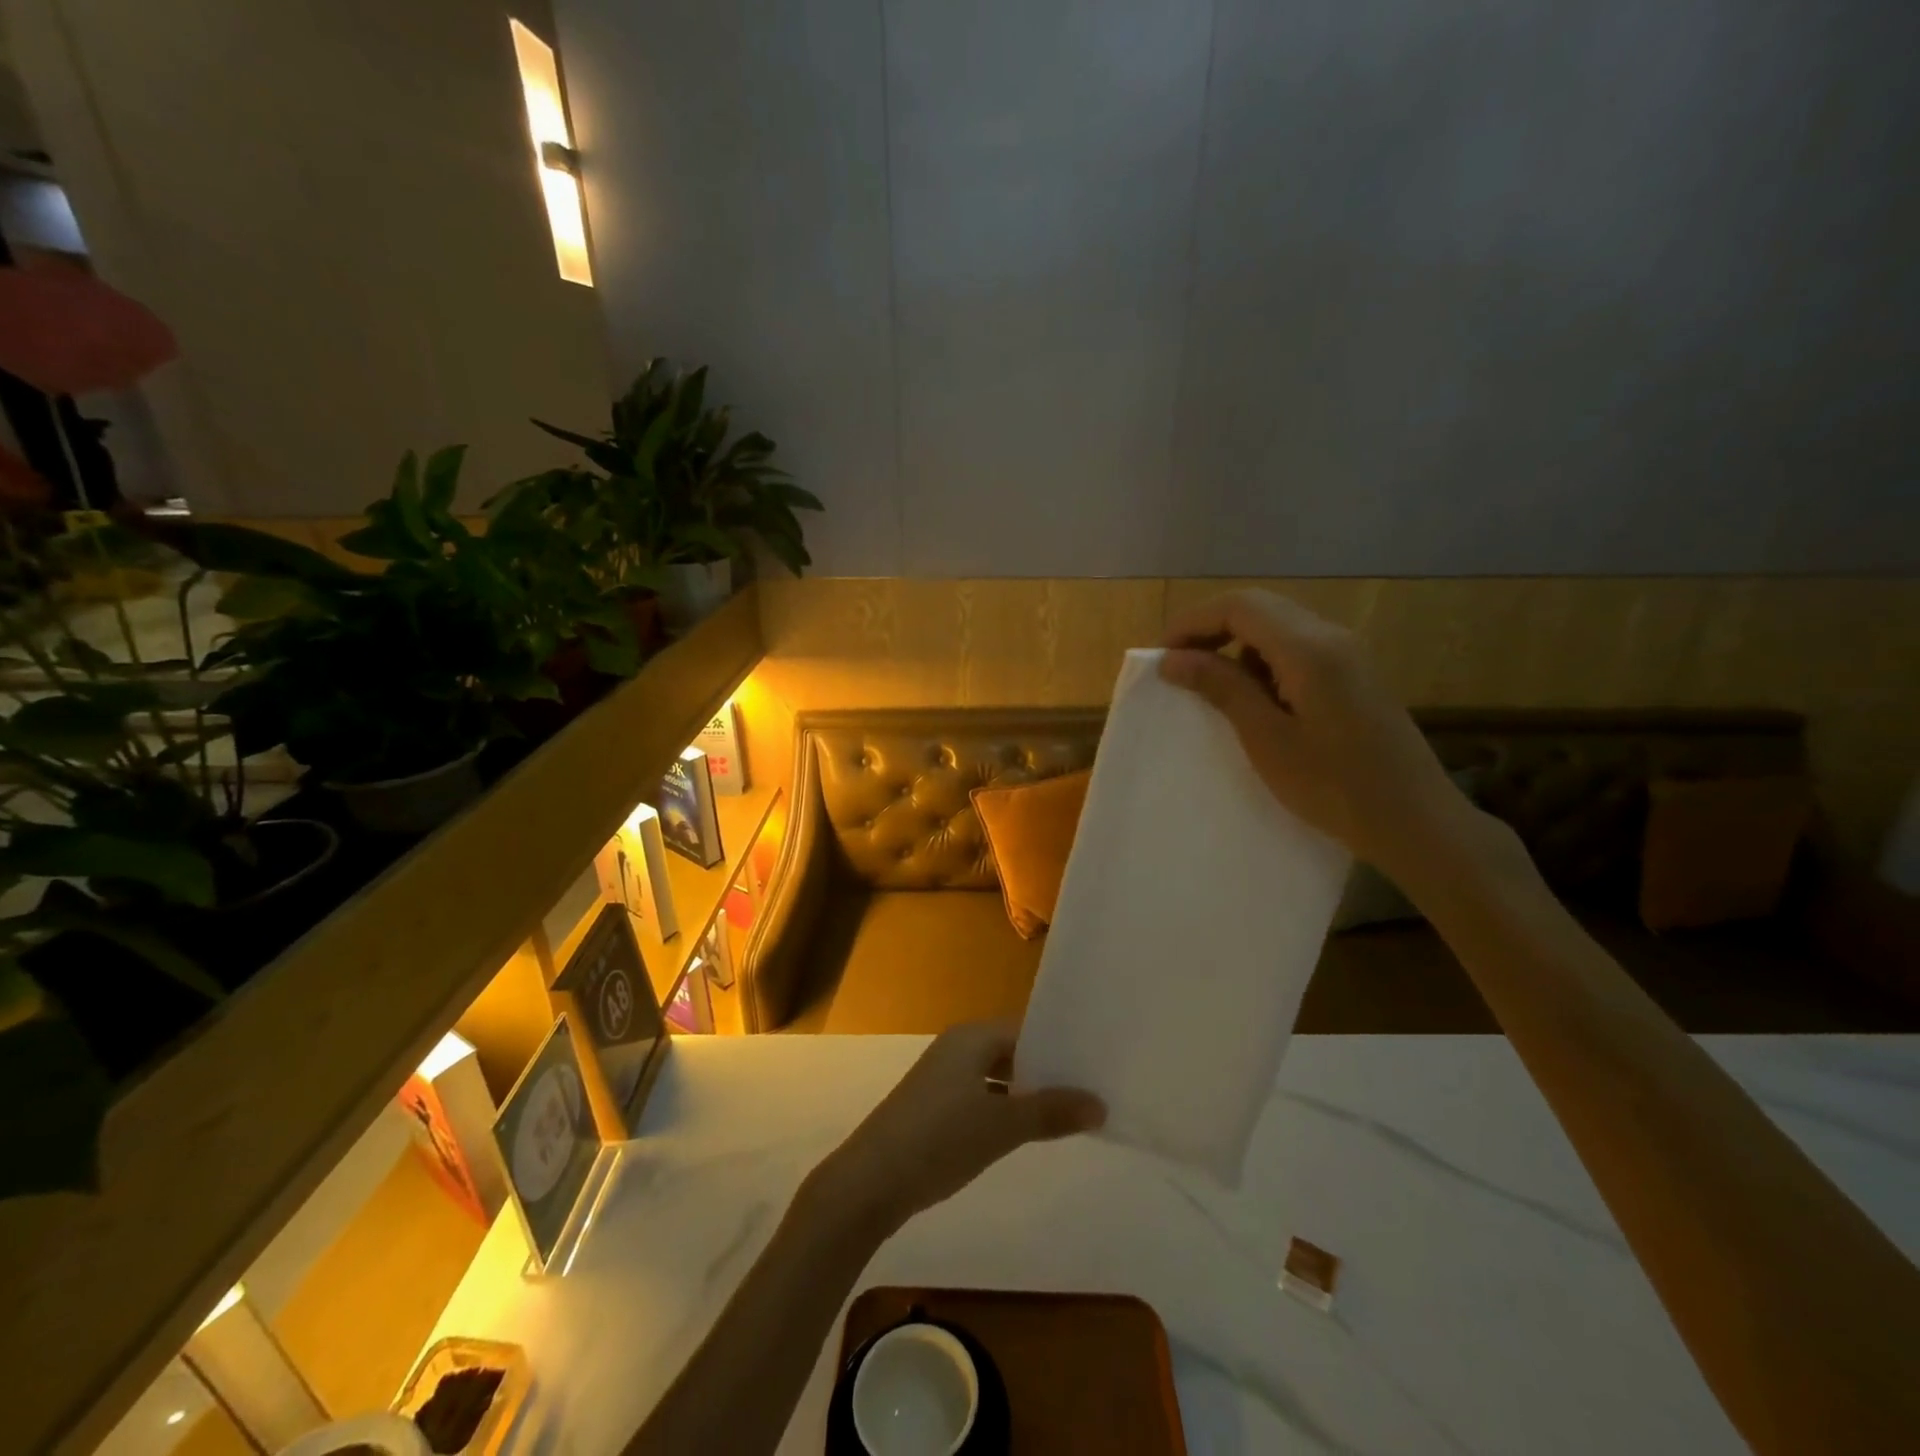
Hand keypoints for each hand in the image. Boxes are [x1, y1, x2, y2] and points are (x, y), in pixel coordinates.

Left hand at [815, 1023, 1104, 1237]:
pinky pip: (983, 1099)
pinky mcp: (936, 1109)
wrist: (870, 1182)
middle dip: (1048, 1072)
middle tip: (1093, 1090)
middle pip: (1013, 1052)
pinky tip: (1030, 1132)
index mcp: (971, 1037)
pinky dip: (1007, 1110)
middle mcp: (957, 1049)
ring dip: (1029, 1094)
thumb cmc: (939, 1139)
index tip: (1097, 1063)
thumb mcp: (1001, 1126)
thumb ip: (1051, 1112)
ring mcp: (944, 1079)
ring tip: (1072, 1113)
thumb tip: (1100, 1104)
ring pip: (999, 1078)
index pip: (1026, 1029)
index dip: (1060, 1046)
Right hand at [1160, 589, 1474, 879]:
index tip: (1160, 657)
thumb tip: (1173, 659)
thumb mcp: (1267, 739)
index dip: (1192, 622)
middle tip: (1176, 667)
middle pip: (1258, 608)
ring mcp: (1347, 654)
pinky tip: (1253, 698)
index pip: (1239, 607)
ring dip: (1235, 644)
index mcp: (1310, 648)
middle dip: (1209, 629)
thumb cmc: (1334, 786)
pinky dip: (1262, 661)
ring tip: (1208, 684)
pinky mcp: (1353, 675)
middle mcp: (1331, 637)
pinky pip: (1296, 649)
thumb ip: (1222, 689)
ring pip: (1277, 626)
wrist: (1414, 821)